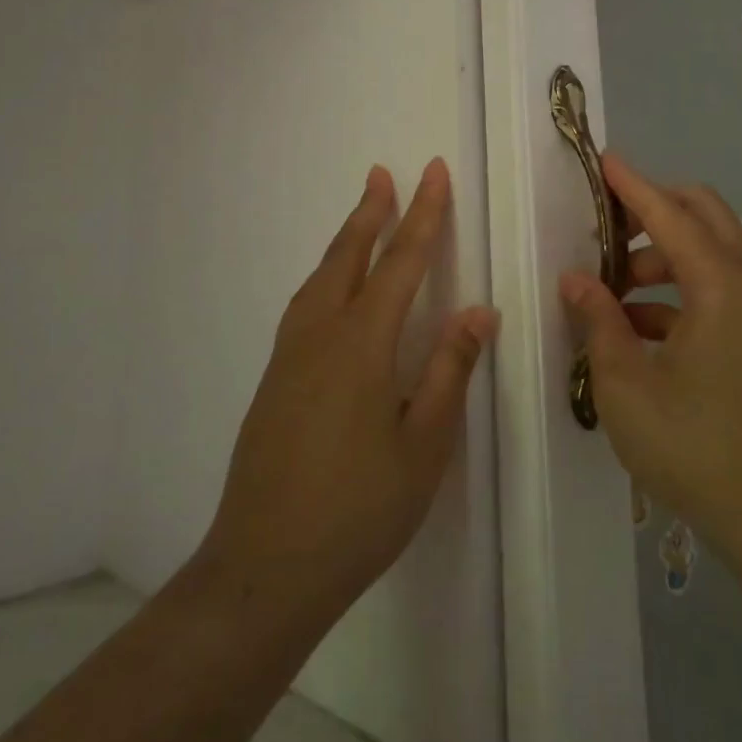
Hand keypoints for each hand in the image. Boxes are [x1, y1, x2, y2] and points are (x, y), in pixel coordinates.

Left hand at [199, 159, 497, 633]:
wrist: (264, 569)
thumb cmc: (358, 509)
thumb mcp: (423, 446)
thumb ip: (449, 371)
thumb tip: (478, 311)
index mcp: (362, 343)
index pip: (401, 261)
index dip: (423, 214)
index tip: (433, 172)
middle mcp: (321, 334)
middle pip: (349, 255)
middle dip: (372, 211)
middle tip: (384, 173)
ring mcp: (290, 355)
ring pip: (321, 276)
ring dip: (345, 238)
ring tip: (362, 215)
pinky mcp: (273, 378)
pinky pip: (304, 303)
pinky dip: (325, 274)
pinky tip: (331, 287)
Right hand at [560, 153, 741, 569]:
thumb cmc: (697, 449)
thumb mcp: (626, 385)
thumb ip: (598, 321)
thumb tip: (574, 279)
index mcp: (720, 284)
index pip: (668, 212)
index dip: (631, 184)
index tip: (602, 159)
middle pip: (702, 213)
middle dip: (652, 210)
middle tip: (605, 231)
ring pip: (711, 250)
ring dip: (662, 254)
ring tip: (613, 290)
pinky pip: (720, 286)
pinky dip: (680, 288)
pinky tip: (639, 327)